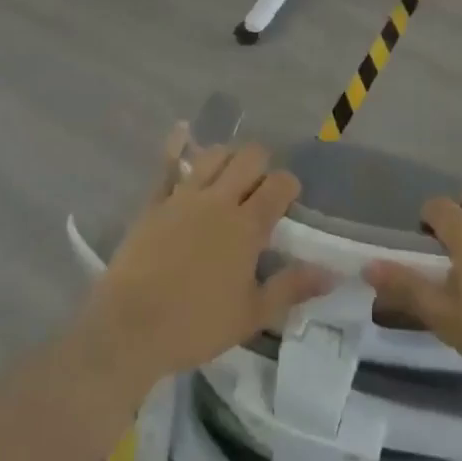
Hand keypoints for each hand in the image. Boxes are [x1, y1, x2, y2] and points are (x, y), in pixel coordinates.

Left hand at [75, 133, 331, 394]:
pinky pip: (167, 163)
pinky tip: (182, 133)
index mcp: (247, 225)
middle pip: (250, 157)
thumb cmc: (195, 325)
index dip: (289, 185)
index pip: (280, 184)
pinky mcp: (155, 200)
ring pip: (214, 154)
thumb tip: (332, 273)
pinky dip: (177, 145)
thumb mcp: (251, 315)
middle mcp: (219, 199)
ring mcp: (184, 195)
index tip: (288, 200)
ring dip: (227, 157)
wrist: (130, 327)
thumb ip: (291, 288)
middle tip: (259, 189)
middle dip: (261, 165)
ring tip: (228, 175)